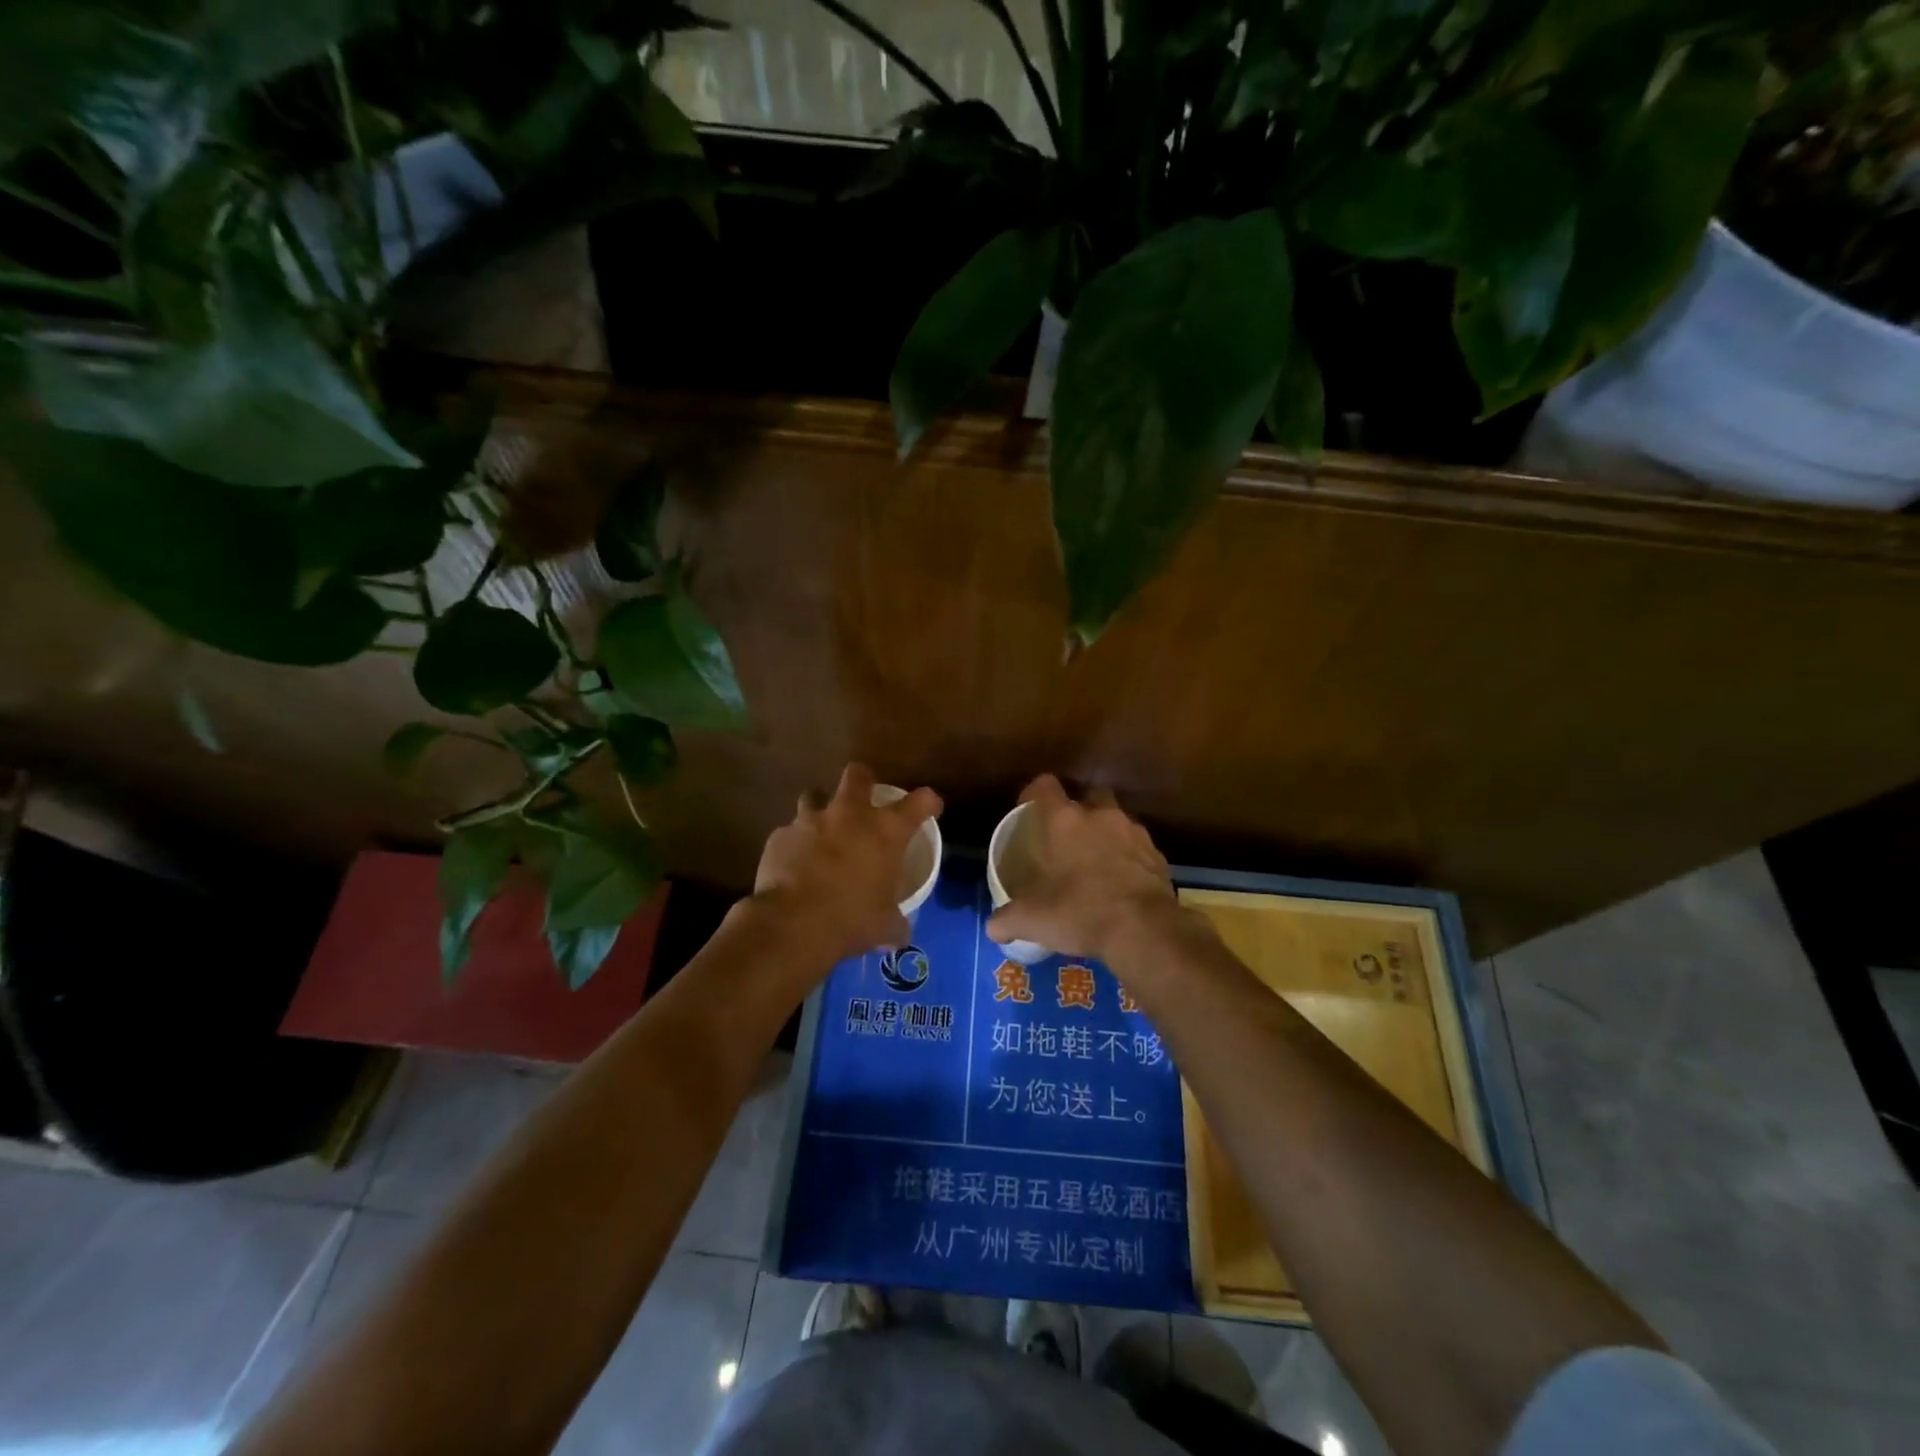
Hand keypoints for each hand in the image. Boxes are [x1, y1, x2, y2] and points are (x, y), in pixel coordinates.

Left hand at [748, 763, 941, 965]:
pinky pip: (789, 832)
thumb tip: (900, 934)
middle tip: (864, 799)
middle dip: (863, 781)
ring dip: (820, 810)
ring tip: (821, 832)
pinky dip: (794, 843)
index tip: (929, 807)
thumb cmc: (851, 919)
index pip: (920, 801)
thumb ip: (895, 924)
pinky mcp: (780, 835)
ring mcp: (810, 820)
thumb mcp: (884, 926)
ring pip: (814, 795)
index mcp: (886, 831)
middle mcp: (850, 814)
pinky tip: (794, 864)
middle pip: (858, 774)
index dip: (927, 802)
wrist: (792, 924)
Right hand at [986, 775, 1179, 963]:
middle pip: (1087, 795)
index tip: (1028, 810)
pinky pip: (1137, 845)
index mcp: (1064, 821)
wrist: (1144, 930)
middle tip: (1067, 836)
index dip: (1034, 794)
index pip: (1044, 786)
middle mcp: (1099, 816)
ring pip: (1115, 819)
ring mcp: (1133, 831)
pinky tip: (1122, 880)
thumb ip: (1007, 919)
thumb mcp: (1034, 920)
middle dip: (1078, 809)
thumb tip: (992, 927)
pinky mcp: (1157, 854)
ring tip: (1096, 861)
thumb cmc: (1081, 912)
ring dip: (1105, 833)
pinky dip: (1129, 856)